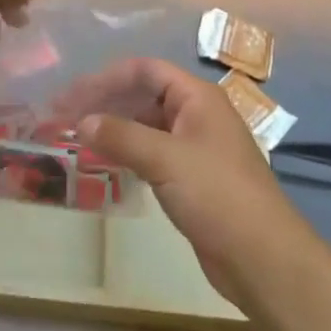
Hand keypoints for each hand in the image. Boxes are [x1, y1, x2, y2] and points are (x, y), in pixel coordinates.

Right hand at [74, 58, 312, 307]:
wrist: (264, 260)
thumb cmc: (217, 195)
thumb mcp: (165, 159)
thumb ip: (121, 136)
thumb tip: (81, 122)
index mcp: (197, 97)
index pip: (145, 70)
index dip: (107, 78)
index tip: (72, 95)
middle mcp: (196, 115)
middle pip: (143, 96)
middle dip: (105, 103)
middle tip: (65, 118)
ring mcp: (195, 148)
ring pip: (146, 126)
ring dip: (113, 129)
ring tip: (76, 139)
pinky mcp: (192, 179)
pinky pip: (152, 154)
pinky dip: (126, 153)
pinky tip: (103, 163)